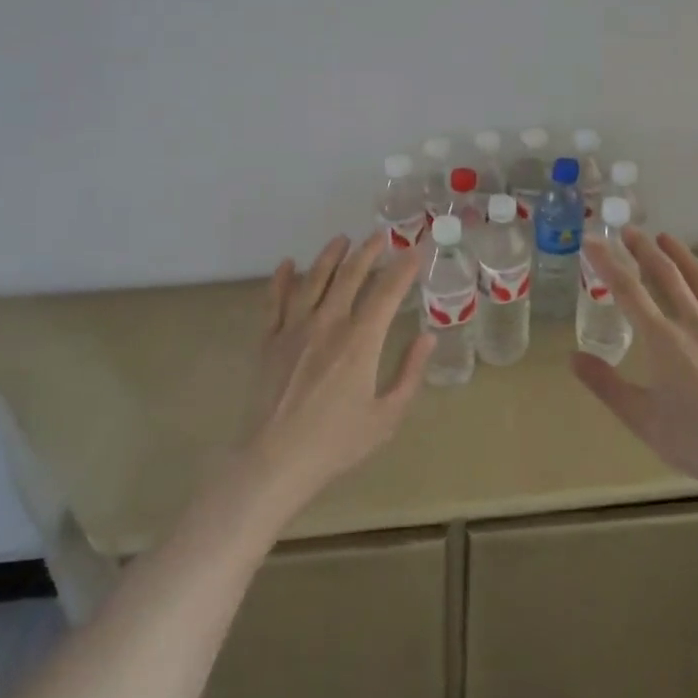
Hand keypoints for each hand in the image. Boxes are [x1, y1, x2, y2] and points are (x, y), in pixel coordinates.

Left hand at [240, 233, 429, 517]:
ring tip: (341, 240)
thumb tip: (428, 338)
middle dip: (368, 252)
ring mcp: (294, 329)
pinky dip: (281, 279)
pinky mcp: (269, 341)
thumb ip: (409, 373)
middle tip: (380, 236)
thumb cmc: (337, 442)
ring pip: (313, 280)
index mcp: (360, 341)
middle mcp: (328, 324)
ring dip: (329, 256)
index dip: (403, 269)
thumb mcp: (387, 416)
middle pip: (350, 276)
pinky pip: (274, 301)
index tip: (415, 251)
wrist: (275, 460)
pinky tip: (287, 264)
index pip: (386, 292)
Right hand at [572, 228, 697, 520]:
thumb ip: (605, 384)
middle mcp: (693, 322)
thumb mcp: (641, 418)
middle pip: (665, 275)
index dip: (607, 263)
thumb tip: (572, 356)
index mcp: (662, 339)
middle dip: (644, 250)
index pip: (627, 290)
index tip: (592, 241)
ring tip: (666, 237)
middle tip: (629, 231)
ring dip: (682, 255)